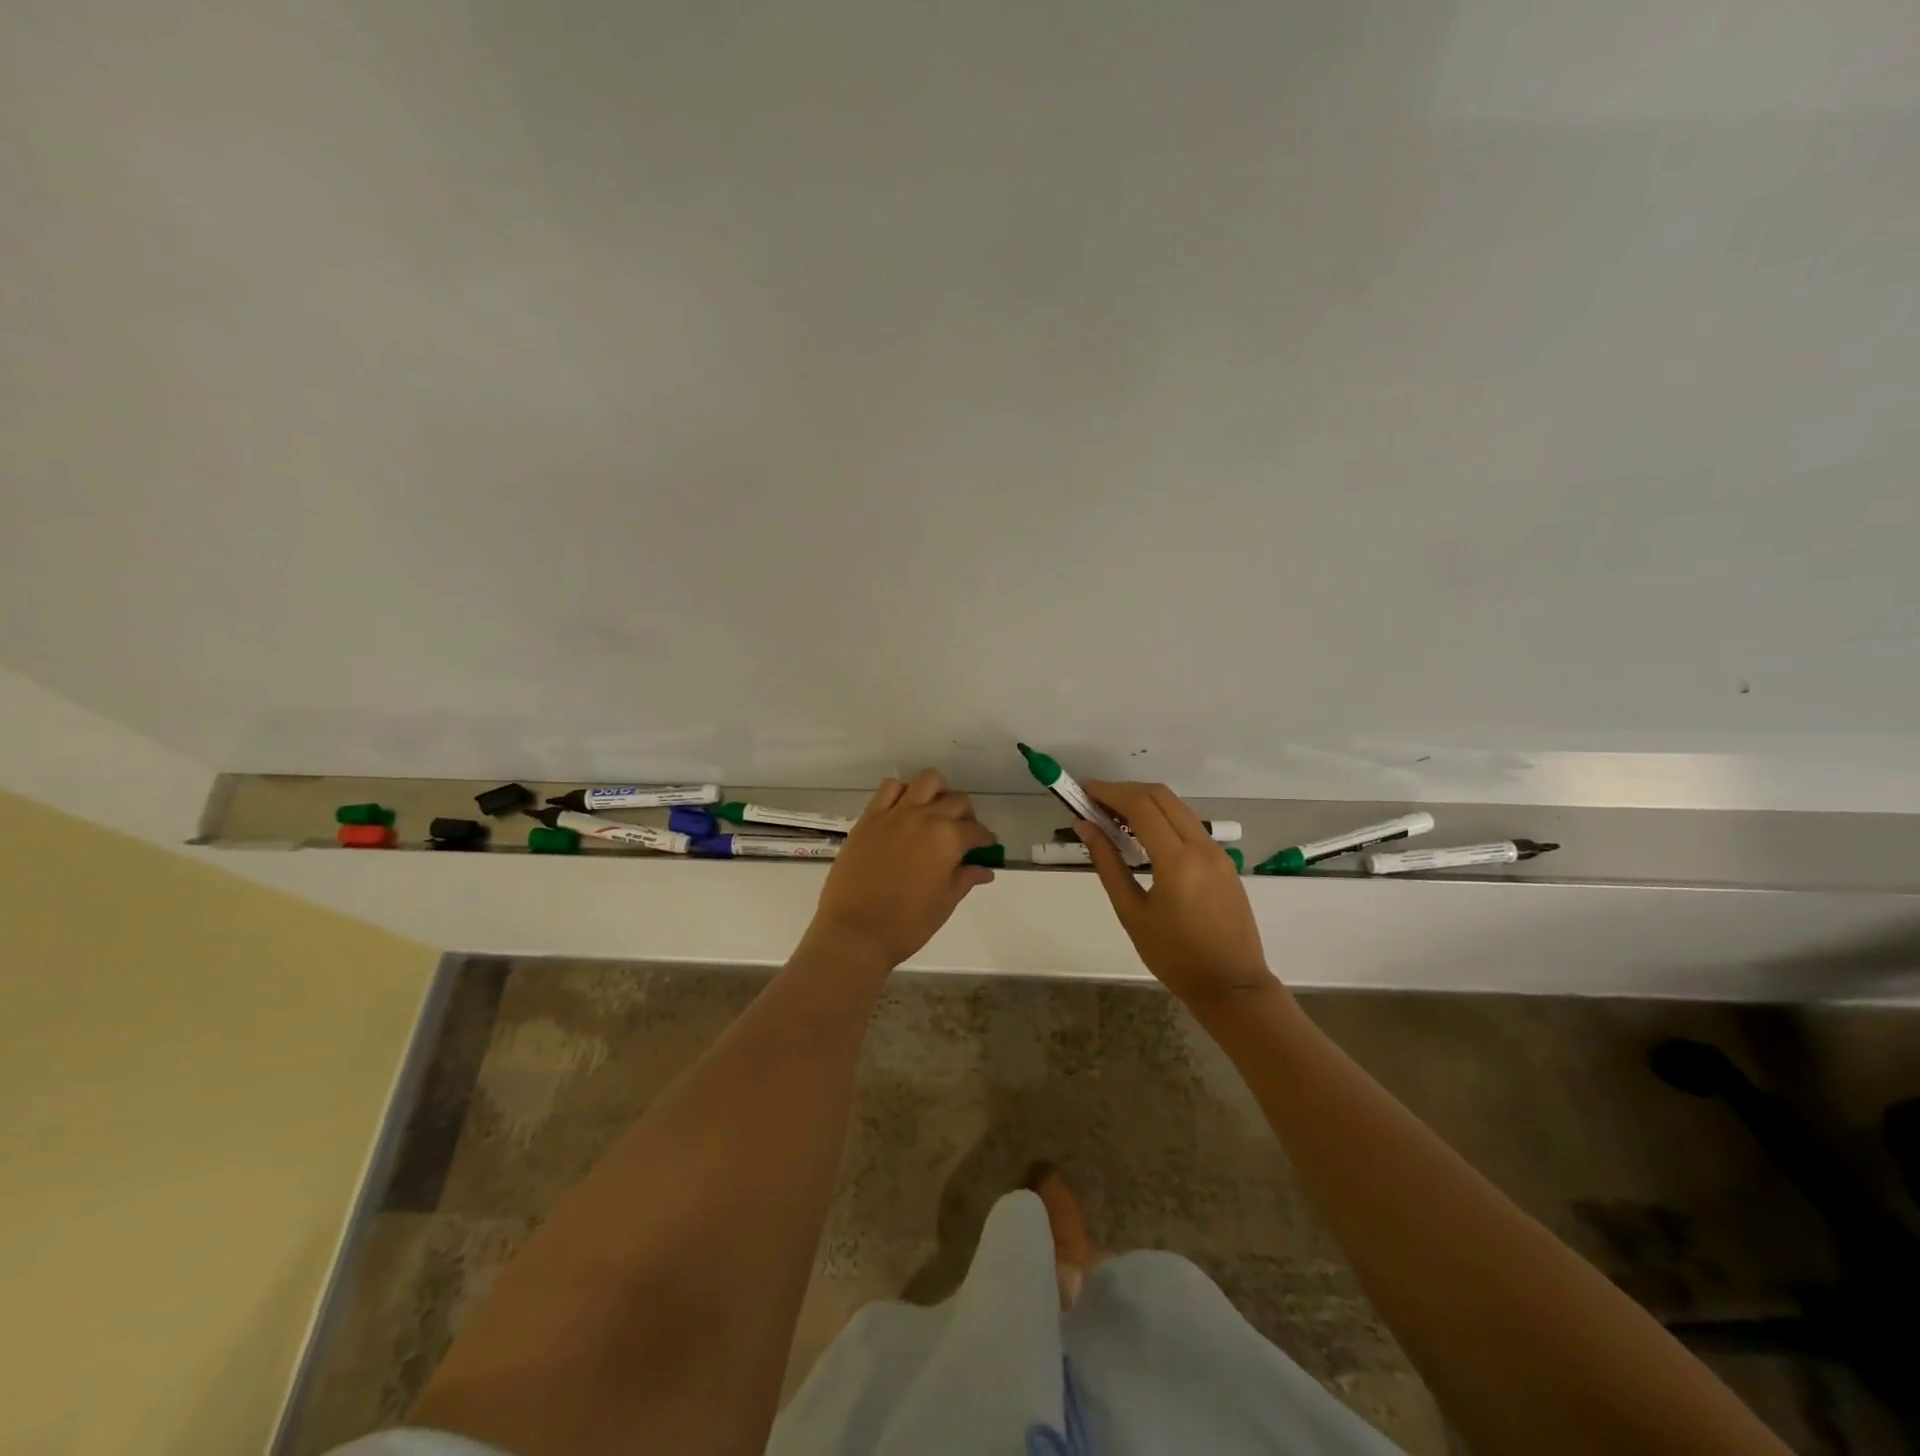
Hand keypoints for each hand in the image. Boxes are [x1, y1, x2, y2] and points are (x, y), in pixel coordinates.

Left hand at [804, 769, 996, 969]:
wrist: (855, 931)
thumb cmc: (907, 924)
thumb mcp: (944, 903)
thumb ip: (965, 879)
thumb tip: (985, 869)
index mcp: (948, 838)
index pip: (977, 831)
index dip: (985, 840)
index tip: (985, 847)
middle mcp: (925, 817)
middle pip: (956, 800)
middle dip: (966, 816)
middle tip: (962, 834)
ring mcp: (895, 813)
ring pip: (926, 781)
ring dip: (937, 793)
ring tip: (933, 813)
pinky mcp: (869, 817)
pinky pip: (889, 788)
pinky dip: (902, 792)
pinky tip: (903, 811)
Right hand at [1077, 781, 1277, 1008]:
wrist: (1232, 986)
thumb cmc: (1174, 957)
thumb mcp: (1132, 913)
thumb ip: (1107, 864)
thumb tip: (1085, 827)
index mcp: (1177, 861)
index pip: (1140, 805)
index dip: (1109, 792)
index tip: (1083, 791)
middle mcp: (1201, 846)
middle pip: (1160, 796)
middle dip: (1124, 790)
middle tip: (1094, 801)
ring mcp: (1217, 851)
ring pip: (1177, 807)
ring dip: (1144, 801)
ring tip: (1112, 815)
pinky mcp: (1223, 860)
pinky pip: (1189, 825)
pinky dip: (1161, 817)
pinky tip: (1141, 834)